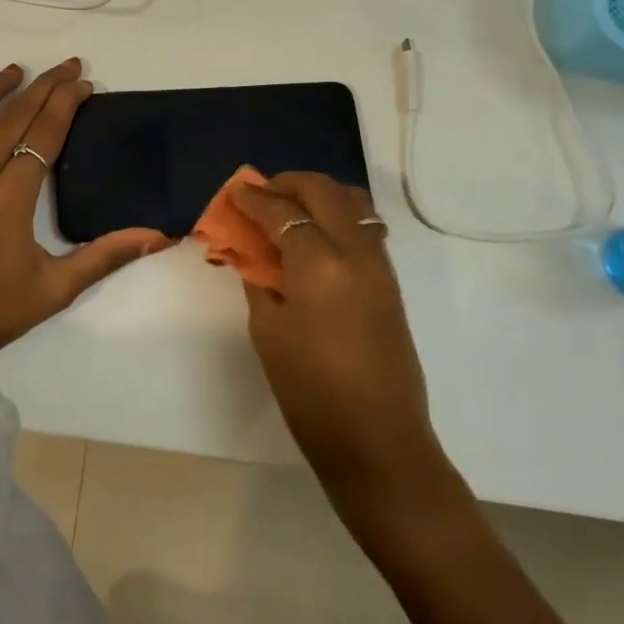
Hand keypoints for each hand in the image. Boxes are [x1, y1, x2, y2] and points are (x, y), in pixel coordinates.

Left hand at [0, 59, 168, 383]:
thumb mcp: (56, 289)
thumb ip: (105, 256)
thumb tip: (157, 236)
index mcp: (11, 196)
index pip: (45, 134)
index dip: (66, 103)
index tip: (83, 83)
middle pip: (10, 120)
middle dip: (41, 88)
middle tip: (64, 67)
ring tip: (12, 71)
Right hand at [229, 173, 456, 532]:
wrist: (377, 440)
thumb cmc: (309, 390)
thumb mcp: (268, 330)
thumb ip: (259, 279)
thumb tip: (251, 251)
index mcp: (319, 262)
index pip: (281, 211)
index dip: (253, 199)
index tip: (235, 192)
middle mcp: (355, 250)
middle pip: (323, 191)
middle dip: (288, 184)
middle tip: (261, 194)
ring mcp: (379, 264)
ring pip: (351, 202)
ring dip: (318, 195)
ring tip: (290, 210)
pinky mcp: (389, 281)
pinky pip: (364, 226)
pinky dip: (338, 216)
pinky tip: (315, 238)